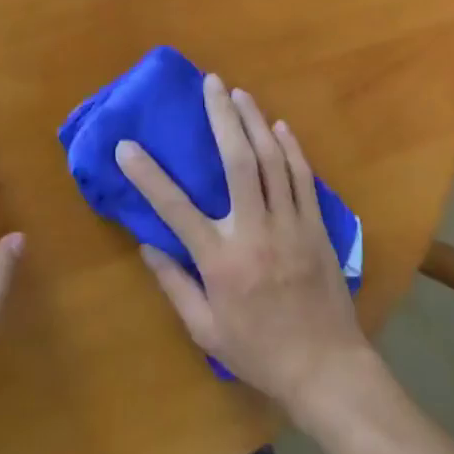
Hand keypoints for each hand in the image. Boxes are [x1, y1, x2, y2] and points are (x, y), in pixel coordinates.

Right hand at [116, 73, 371, 416]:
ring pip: (272, 160)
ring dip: (254, 121)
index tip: (127, 145)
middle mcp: (254, 231)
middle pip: (237, 161)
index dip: (148, 175)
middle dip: (222, 117)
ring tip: (240, 93)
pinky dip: (291, 148)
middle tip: (212, 84)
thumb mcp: (205, 330)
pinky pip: (302, 177)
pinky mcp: (316, 226)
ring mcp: (290, 224)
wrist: (326, 370)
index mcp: (221, 260)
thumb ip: (175, 285)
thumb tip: (148, 244)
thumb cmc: (259, 352)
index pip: (175, 208)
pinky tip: (279, 126)